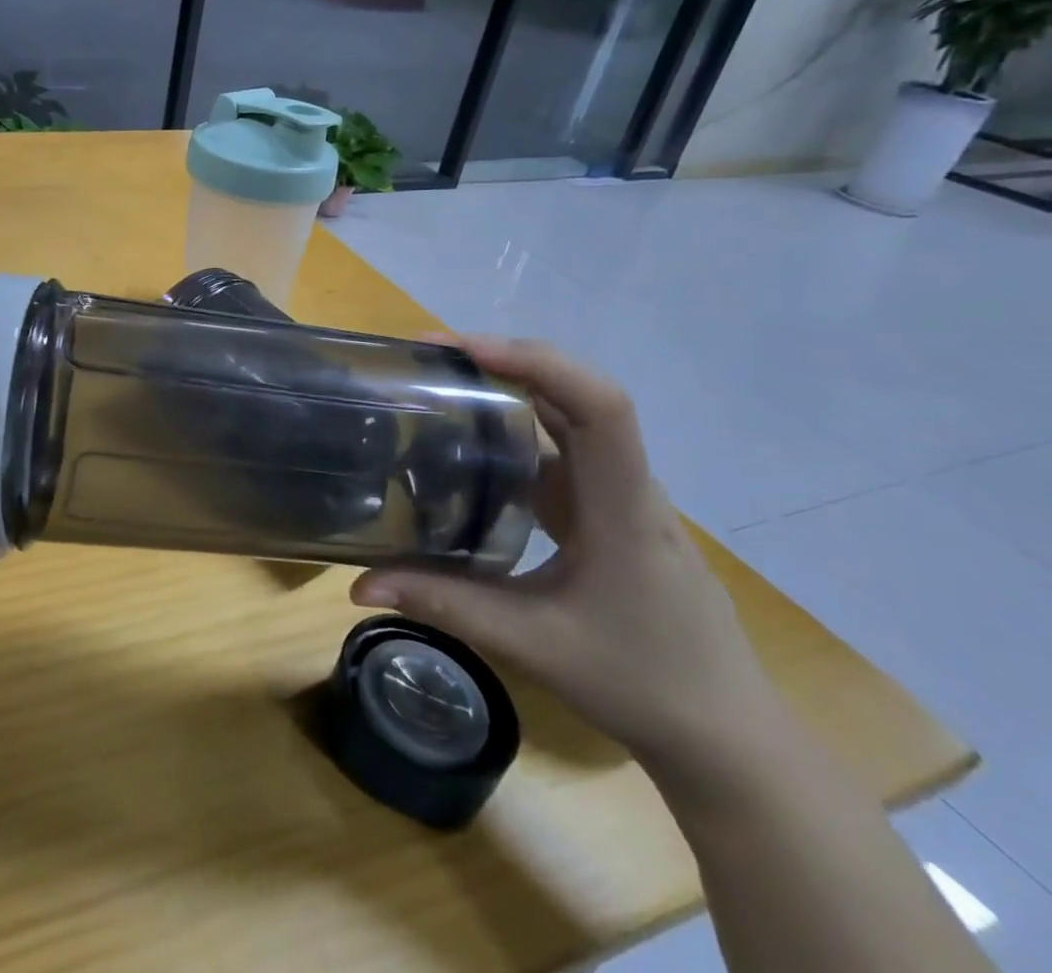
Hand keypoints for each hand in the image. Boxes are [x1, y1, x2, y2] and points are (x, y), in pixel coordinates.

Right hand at [352, 337, 779, 773]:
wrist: (727, 736)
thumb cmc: (643, 684)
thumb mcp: (533, 643)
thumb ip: (445, 605)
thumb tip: (358, 586)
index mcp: (624, 508)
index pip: (600, 406)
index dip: (536, 363)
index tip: (463, 349)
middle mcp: (627, 486)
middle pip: (577, 395)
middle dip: (505, 360)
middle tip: (428, 356)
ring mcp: (621, 497)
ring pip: (569, 419)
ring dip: (509, 388)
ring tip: (439, 383)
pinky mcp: (607, 513)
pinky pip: (561, 452)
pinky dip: (514, 431)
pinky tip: (469, 448)